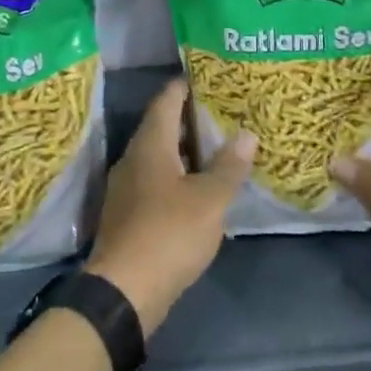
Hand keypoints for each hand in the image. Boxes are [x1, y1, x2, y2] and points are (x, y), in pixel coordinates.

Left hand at [87, 77, 255, 335]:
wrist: (123, 292)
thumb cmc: (168, 234)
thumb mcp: (209, 200)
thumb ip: (229, 166)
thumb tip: (247, 133)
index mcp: (150, 144)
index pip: (167, 99)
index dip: (187, 85)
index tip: (212, 77)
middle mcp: (133, 158)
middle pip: (162, 126)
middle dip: (192, 118)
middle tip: (226, 112)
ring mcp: (127, 187)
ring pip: (159, 156)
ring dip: (186, 150)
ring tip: (219, 148)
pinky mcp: (128, 214)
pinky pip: (155, 181)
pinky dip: (178, 176)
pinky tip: (200, 188)